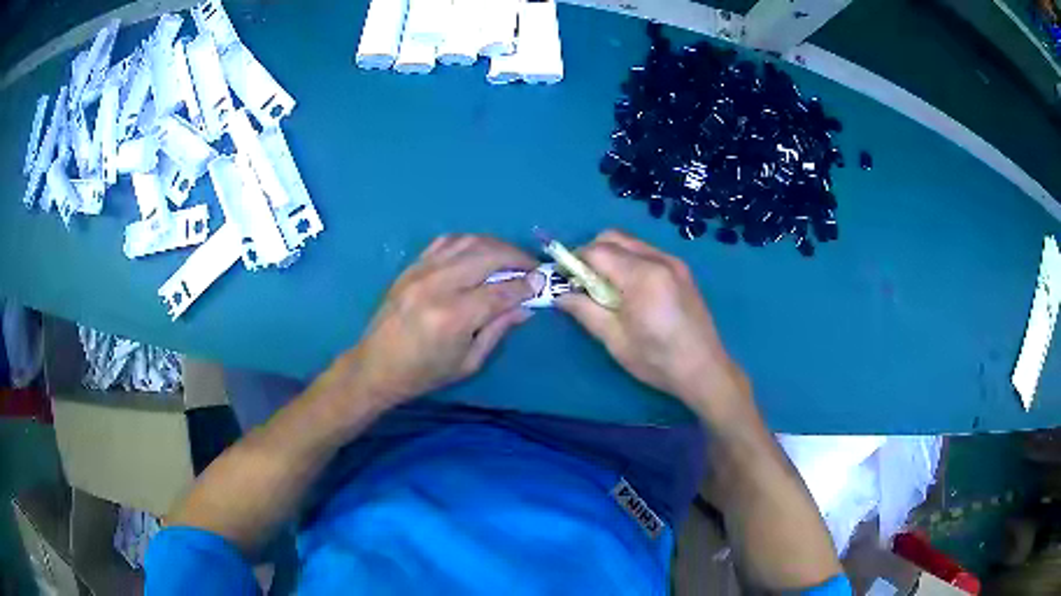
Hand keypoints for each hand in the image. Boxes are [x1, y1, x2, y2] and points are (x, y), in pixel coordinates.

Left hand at [347, 234, 543, 405]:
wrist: (375, 366)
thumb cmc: (424, 374)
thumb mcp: (468, 362)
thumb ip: (498, 330)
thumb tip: (526, 307)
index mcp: (453, 317)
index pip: (501, 291)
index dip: (526, 285)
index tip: (541, 283)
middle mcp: (438, 286)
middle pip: (487, 256)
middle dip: (516, 257)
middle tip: (531, 267)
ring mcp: (421, 272)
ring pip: (467, 242)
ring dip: (495, 245)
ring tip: (509, 257)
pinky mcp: (411, 267)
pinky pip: (445, 242)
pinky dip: (468, 242)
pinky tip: (478, 252)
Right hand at [557, 230, 748, 420]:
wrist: (704, 369)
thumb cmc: (657, 360)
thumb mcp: (614, 339)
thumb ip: (584, 311)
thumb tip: (560, 295)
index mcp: (642, 276)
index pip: (597, 251)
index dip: (575, 260)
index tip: (565, 280)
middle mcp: (659, 259)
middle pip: (613, 237)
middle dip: (591, 252)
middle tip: (582, 282)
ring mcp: (674, 262)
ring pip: (631, 242)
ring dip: (611, 255)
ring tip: (605, 287)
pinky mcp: (681, 269)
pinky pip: (647, 252)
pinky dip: (629, 260)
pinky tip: (629, 289)